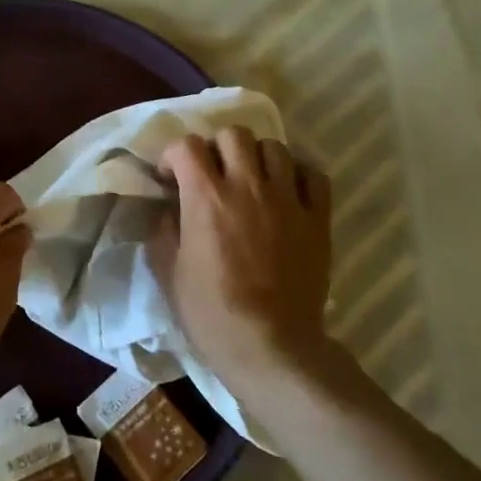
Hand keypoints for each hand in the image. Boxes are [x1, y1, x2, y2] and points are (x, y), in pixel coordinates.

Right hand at [156, 127, 333, 399]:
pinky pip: (314, 175)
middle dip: (217, 148)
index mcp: (206, 196)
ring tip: (251, 180)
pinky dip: (298, 175)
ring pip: (275, 147)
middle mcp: (247, 185)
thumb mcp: (168, 273)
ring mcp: (287, 200)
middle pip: (234, 134)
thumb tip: (168, 210)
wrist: (270, 347)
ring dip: (257, 157)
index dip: (174, 156)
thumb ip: (163, 231)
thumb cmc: (211, 313)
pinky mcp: (317, 219)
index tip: (171, 179)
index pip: (187, 145)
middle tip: (213, 174)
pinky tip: (288, 191)